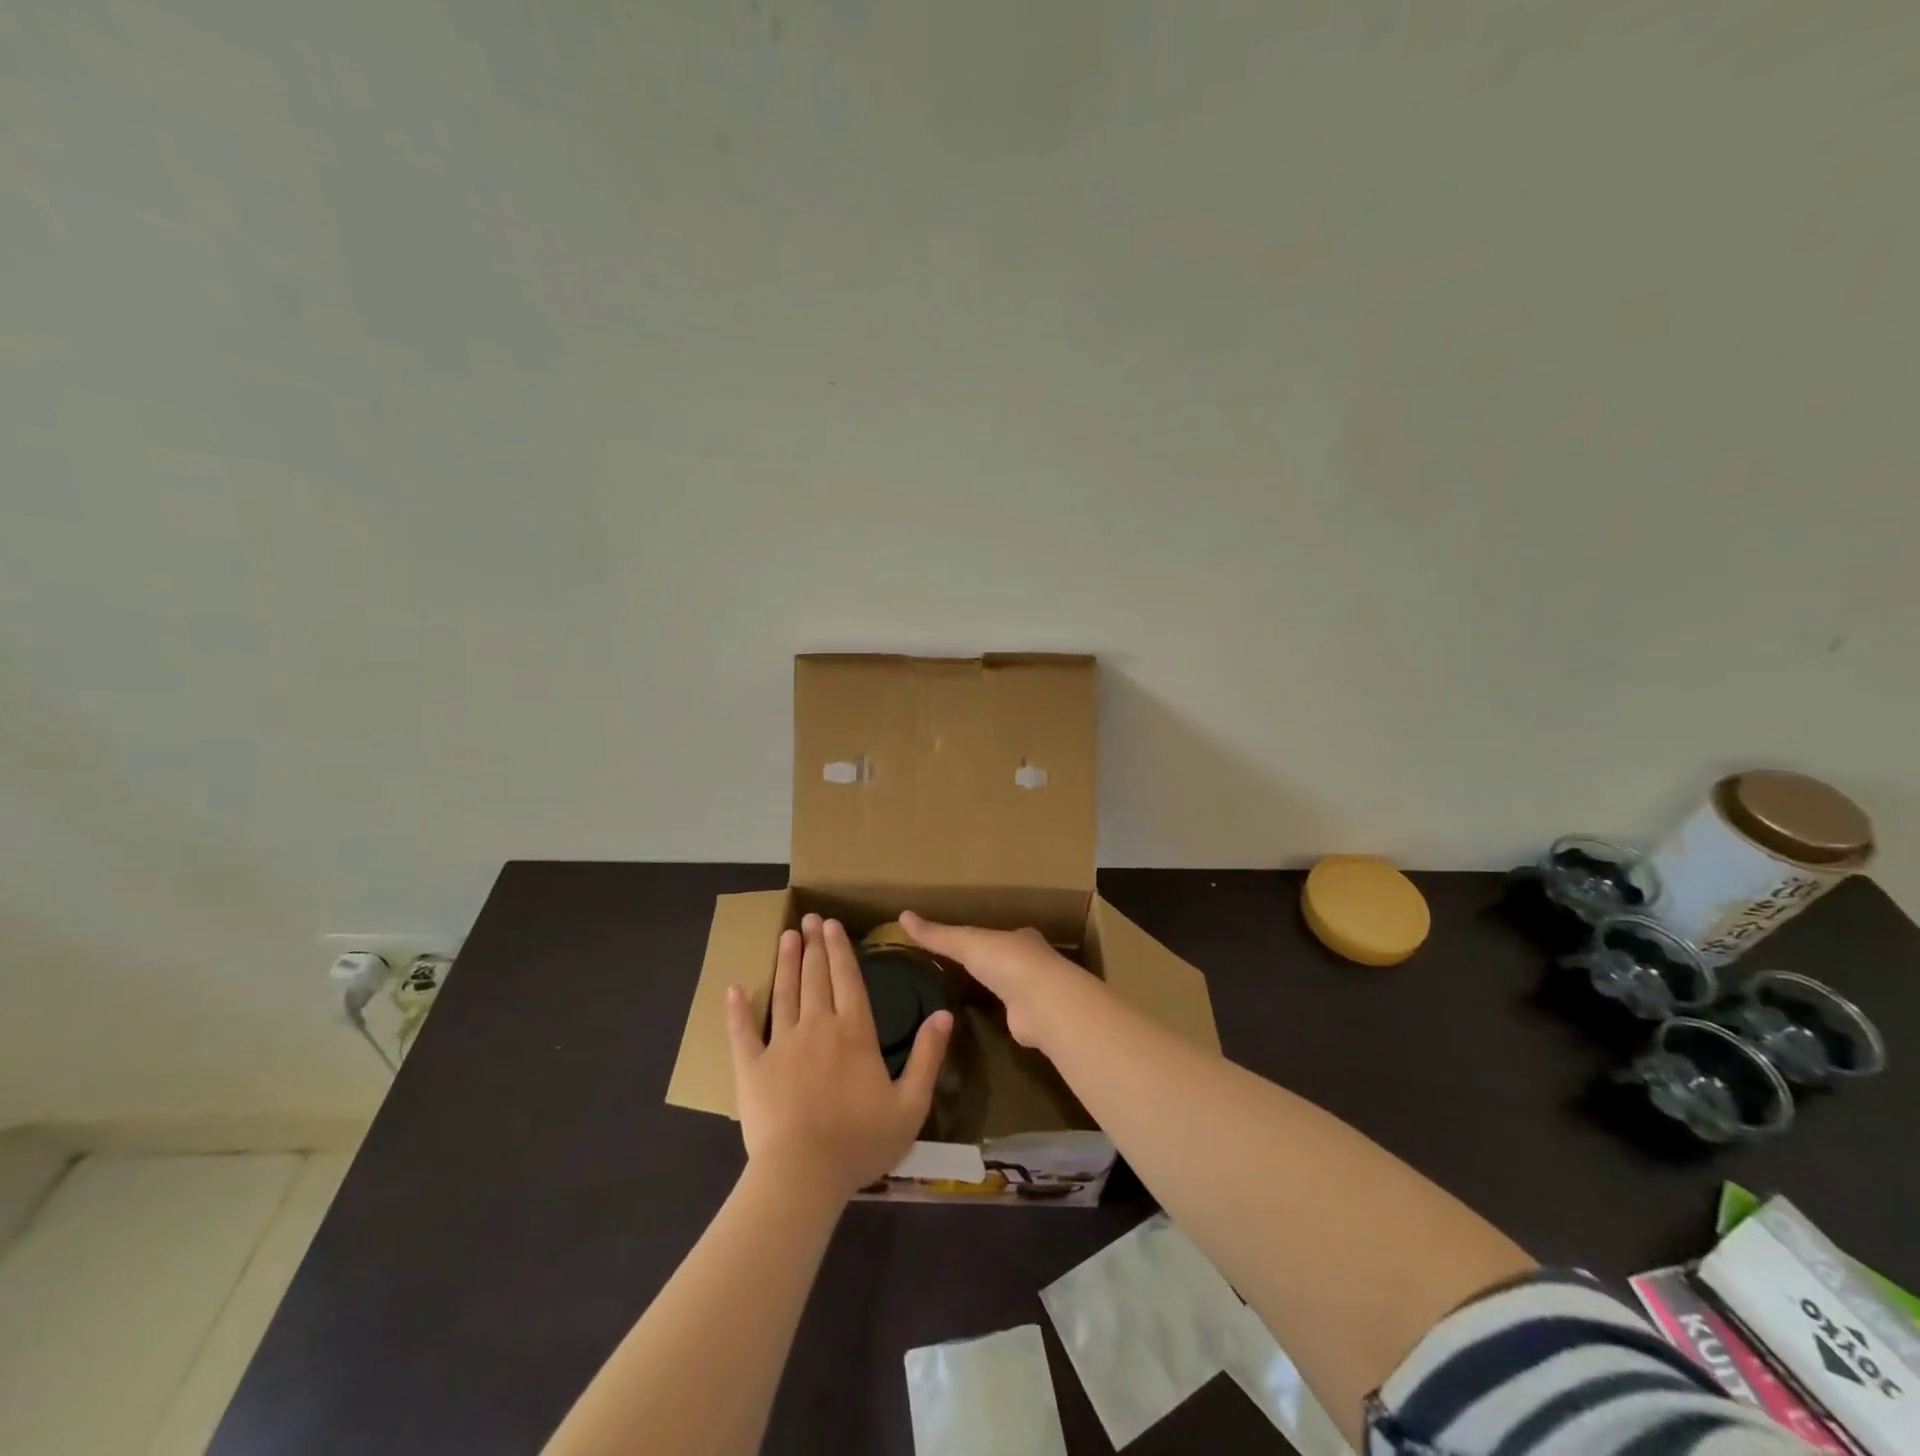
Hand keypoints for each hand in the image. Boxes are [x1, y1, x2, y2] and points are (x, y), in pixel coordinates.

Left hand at [726, 914, 951, 1201]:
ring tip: (787, 936)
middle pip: (815, 977)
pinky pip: (743, 1032)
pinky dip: (737, 1009)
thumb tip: (944, 1014)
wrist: (802, 1175)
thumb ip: (927, 1056)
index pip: (848, 979)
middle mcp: (818, 1027)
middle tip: (809, 919)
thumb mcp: (910, 1104)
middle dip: (813, 945)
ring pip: (784, 993)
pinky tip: (734, 988)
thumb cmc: (860, 1142)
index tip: (833, 924)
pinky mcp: (752, 1067)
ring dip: (786, 962)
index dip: (841, 950)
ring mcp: (781, 1044)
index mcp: (855, 1032)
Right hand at [899, 911, 1096, 1049]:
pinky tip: (984, 1020)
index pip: (997, 934)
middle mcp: (1032, 962)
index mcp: (1020, 937)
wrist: (1043, 1003)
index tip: (961, 942)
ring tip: (968, 995)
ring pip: (1011, 987)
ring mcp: (1035, 992)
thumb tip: (901, 916)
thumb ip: (937, 935)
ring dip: (996, 990)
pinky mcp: (1032, 1020)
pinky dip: (999, 1015)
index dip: (980, 937)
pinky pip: (1011, 1014)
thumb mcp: (966, 943)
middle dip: (990, 964)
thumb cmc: (1007, 962)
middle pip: (1006, 960)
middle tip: (961, 969)